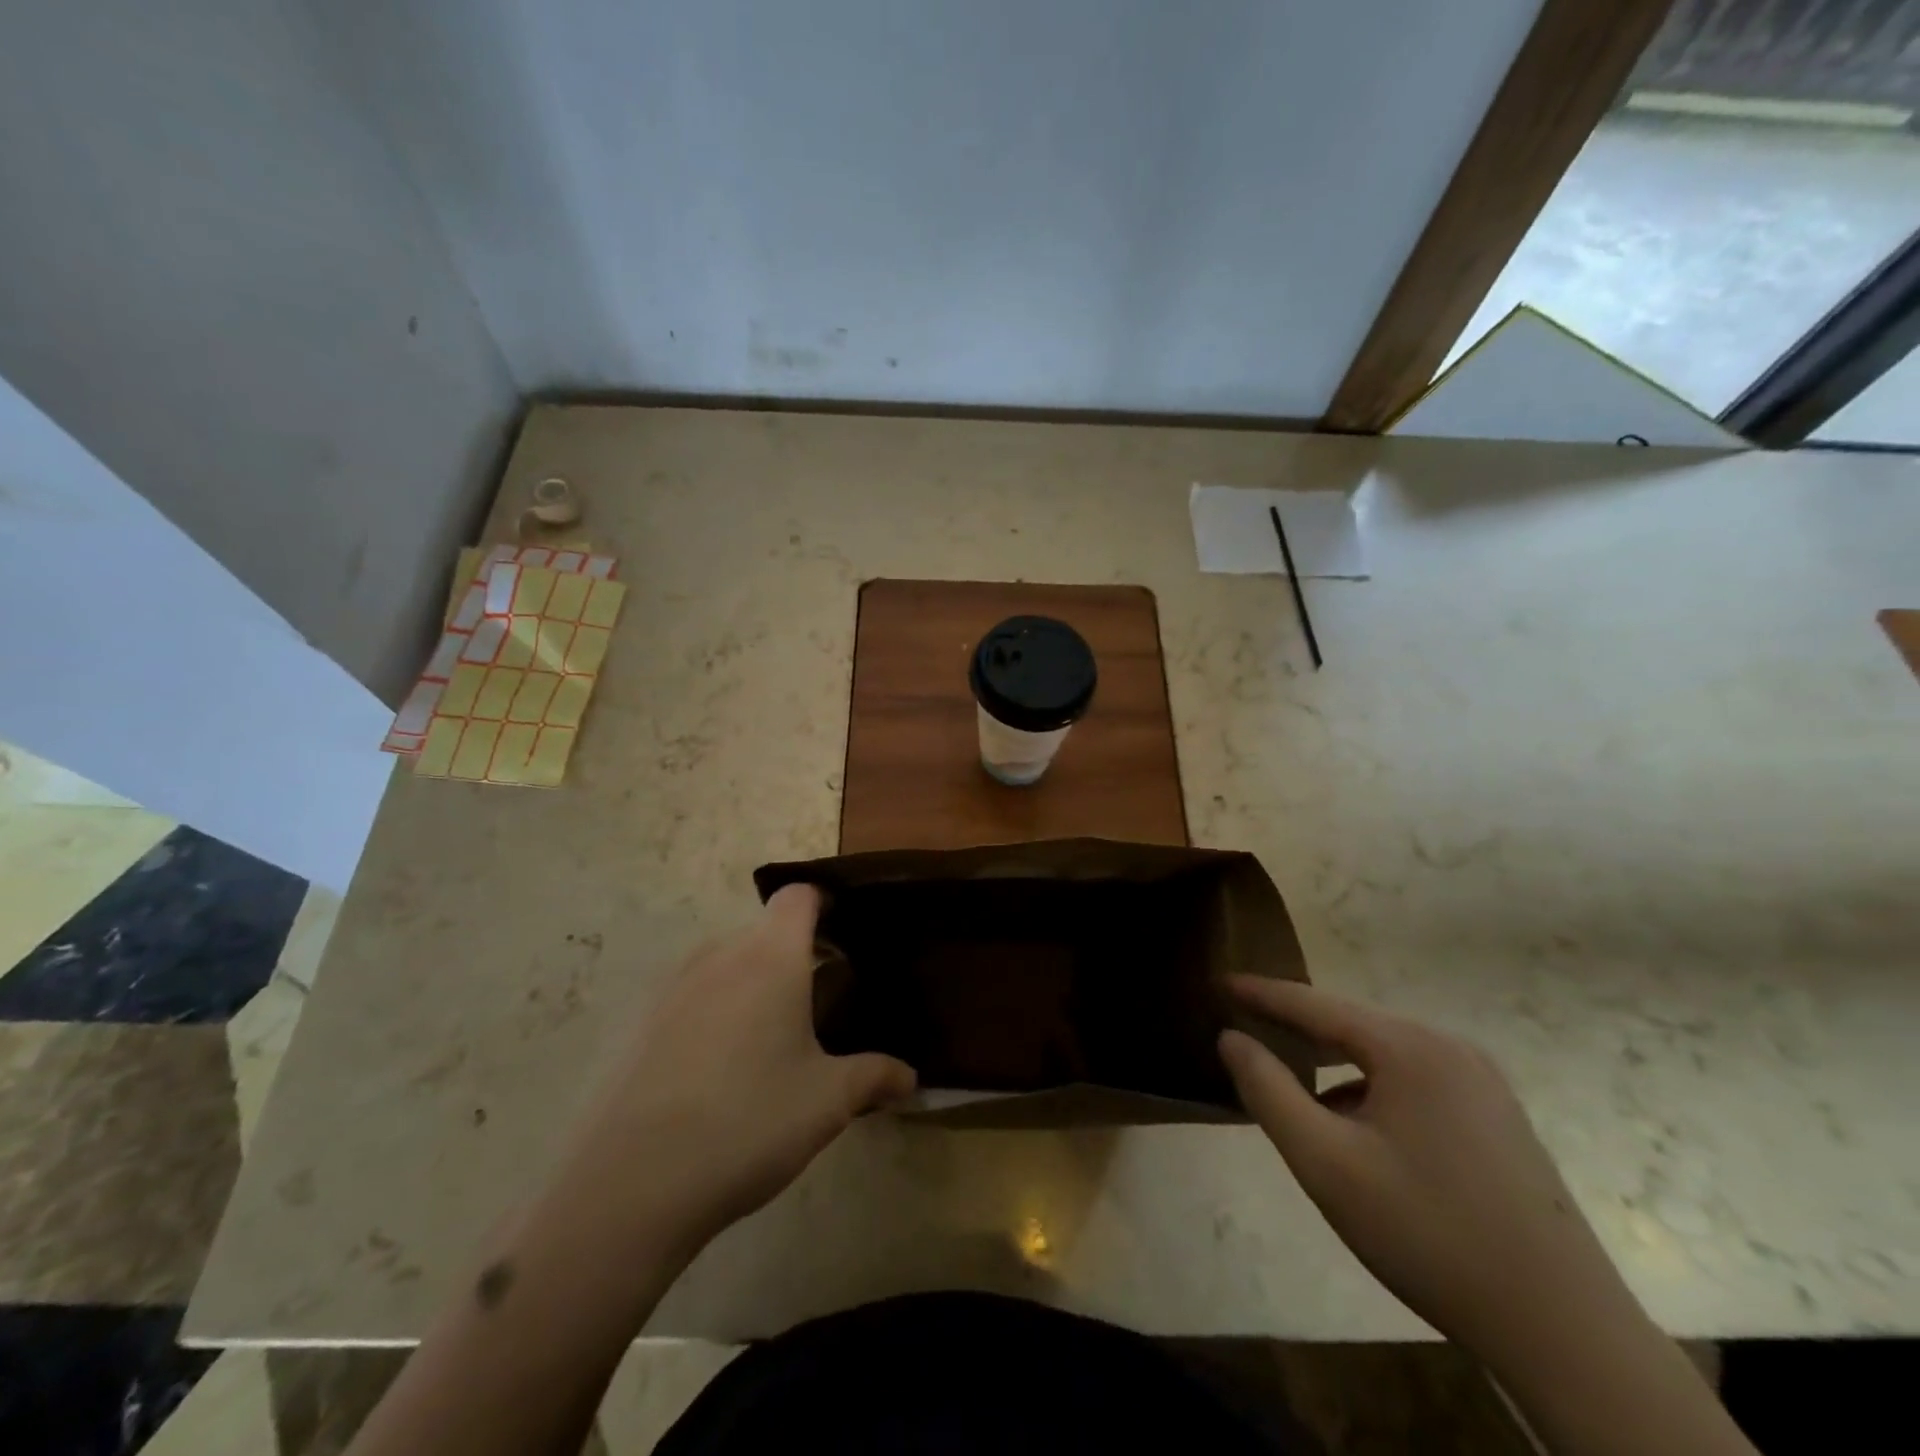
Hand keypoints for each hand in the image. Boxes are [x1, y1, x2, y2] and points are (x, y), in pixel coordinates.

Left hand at [568, 885, 915, 1245]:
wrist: (630, 1185)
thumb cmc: (749, 1122)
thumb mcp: (828, 1102)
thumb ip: (875, 1077)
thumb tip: (911, 1078)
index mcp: (769, 956)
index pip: (799, 896)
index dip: (825, 903)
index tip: (846, 934)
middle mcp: (719, 955)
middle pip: (764, 931)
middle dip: (795, 954)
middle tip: (821, 1002)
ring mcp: (672, 988)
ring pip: (726, 963)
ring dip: (754, 984)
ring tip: (773, 1040)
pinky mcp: (639, 1023)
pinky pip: (692, 997)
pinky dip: (716, 1012)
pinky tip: (721, 1073)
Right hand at [1217, 978, 1642, 1368]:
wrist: (1565, 1333)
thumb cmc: (1428, 1235)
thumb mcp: (1326, 1163)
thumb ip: (1268, 1091)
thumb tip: (1230, 1038)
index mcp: (1409, 1048)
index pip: (1314, 1004)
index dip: (1261, 993)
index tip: (1218, 981)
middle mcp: (1450, 1049)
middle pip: (1351, 1025)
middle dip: (1295, 1027)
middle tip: (1243, 1024)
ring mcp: (1482, 1084)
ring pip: (1383, 1056)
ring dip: (1333, 1063)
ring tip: (1290, 1080)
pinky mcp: (1497, 1119)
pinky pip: (1413, 1082)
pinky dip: (1370, 1089)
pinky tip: (1355, 1129)